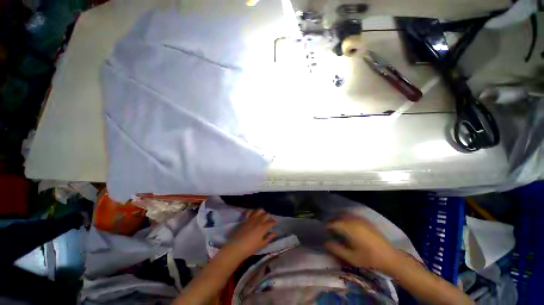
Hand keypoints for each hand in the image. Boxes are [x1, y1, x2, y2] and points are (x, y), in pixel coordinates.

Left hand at [224, 209, 276, 259]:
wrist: (236, 247)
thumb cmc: (250, 248)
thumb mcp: (261, 244)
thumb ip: (269, 237)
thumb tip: (275, 233)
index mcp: (263, 227)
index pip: (271, 222)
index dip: (274, 222)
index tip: (275, 223)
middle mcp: (258, 220)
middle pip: (266, 214)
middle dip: (269, 217)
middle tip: (269, 220)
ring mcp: (251, 218)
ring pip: (259, 210)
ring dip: (262, 212)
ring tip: (262, 216)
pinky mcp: (244, 218)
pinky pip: (249, 211)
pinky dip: (252, 211)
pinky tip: (253, 214)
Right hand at [325, 215, 400, 274]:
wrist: (391, 258)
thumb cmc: (370, 259)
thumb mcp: (351, 257)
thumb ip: (337, 249)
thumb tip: (325, 243)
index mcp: (349, 228)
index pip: (333, 223)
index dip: (327, 226)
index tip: (325, 231)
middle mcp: (354, 220)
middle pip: (339, 216)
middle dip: (333, 221)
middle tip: (330, 229)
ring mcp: (361, 219)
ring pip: (345, 214)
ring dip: (339, 218)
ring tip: (338, 227)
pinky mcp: (366, 221)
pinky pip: (352, 215)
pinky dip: (347, 218)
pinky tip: (348, 225)